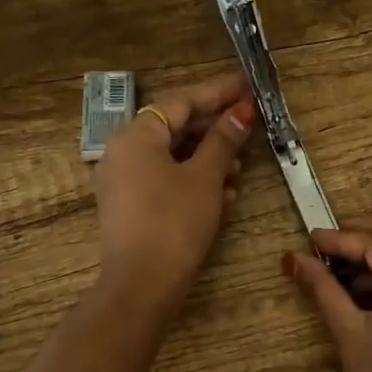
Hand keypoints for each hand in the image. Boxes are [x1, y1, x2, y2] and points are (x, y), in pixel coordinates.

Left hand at [91, 71, 254, 321]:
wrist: (141, 285)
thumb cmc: (174, 222)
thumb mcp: (205, 178)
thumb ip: (223, 140)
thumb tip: (241, 111)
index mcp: (136, 136)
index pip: (181, 102)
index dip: (217, 93)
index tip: (247, 86)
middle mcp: (122, 152)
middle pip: (174, 128)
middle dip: (214, 130)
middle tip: (249, 126)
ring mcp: (122, 182)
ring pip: (171, 157)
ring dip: (207, 159)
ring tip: (240, 168)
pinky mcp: (129, 208)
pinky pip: (163, 181)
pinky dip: (192, 181)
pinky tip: (223, 195)